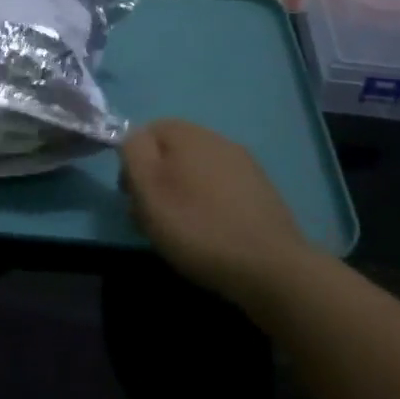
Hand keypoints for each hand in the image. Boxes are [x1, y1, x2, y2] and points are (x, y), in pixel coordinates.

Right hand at [120, 119, 307, 308]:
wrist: (268, 266)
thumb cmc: (197, 226)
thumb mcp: (148, 187)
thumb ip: (134, 152)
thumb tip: (134, 137)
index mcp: (188, 133)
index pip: (147, 132)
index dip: (132, 162)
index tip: (130, 196)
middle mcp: (217, 139)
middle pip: (172, 151)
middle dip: (157, 179)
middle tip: (151, 218)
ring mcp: (244, 165)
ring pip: (197, 171)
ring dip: (182, 193)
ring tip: (179, 231)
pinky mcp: (261, 191)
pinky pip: (221, 189)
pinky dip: (208, 205)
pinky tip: (210, 233)